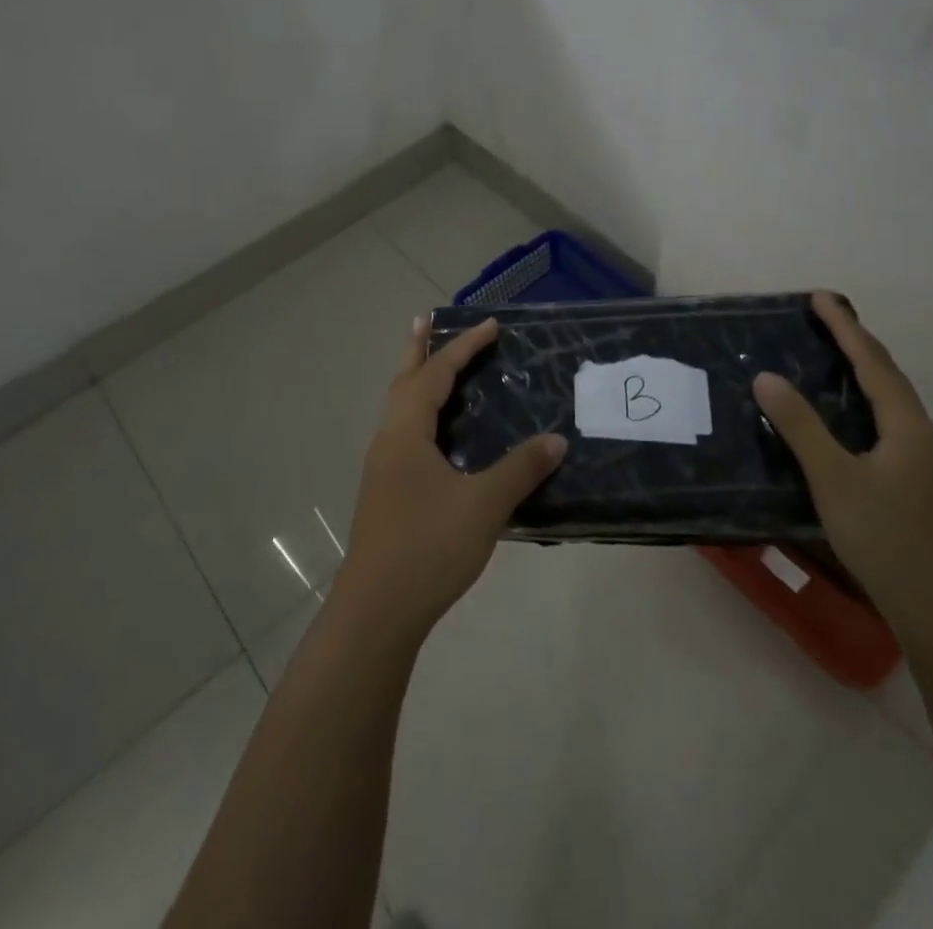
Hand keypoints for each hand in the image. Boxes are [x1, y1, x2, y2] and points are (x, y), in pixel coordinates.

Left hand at [337, 317, 566, 640]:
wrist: (376, 611)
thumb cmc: (428, 547)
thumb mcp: (484, 505)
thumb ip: (521, 469)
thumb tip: (556, 439)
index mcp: (406, 433)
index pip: (437, 374)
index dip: (463, 347)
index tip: (491, 325)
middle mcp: (389, 441)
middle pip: (404, 382)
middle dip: (419, 350)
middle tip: (426, 321)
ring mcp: (382, 468)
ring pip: (399, 409)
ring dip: (416, 381)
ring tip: (431, 366)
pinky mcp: (385, 492)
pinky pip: (403, 433)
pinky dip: (419, 414)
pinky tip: (435, 435)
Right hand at [753, 292, 932, 642]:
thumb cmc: (885, 539)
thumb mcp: (834, 480)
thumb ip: (800, 427)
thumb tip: (766, 377)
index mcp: (907, 428)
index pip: (873, 363)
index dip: (845, 328)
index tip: (820, 297)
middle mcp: (923, 436)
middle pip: (888, 376)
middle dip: (857, 342)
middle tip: (824, 317)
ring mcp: (925, 461)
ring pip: (891, 401)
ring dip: (863, 371)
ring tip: (833, 353)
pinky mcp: (918, 482)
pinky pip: (889, 422)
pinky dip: (865, 400)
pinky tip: (848, 415)